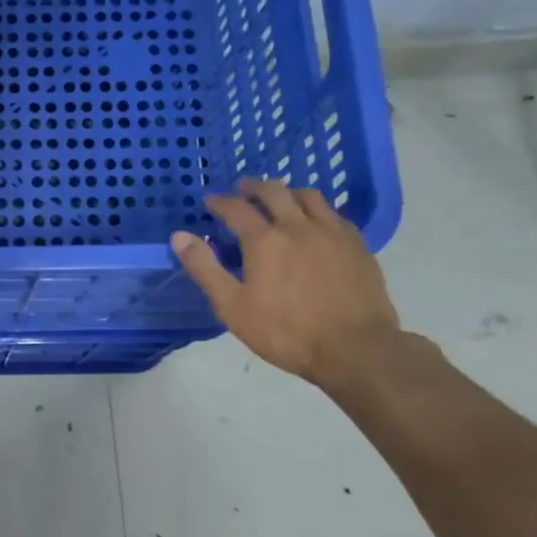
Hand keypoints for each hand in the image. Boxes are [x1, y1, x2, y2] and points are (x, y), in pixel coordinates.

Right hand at [171, 178, 400, 387]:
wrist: (356, 349)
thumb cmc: (286, 332)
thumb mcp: (232, 306)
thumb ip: (205, 269)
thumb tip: (179, 236)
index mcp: (265, 240)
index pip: (237, 209)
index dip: (220, 202)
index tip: (211, 201)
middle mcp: (298, 226)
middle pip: (274, 192)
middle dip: (254, 187)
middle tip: (242, 190)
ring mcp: (332, 233)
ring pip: (308, 196)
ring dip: (287, 192)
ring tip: (279, 199)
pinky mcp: (357, 245)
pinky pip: (334, 214)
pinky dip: (316, 209)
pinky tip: (315, 222)